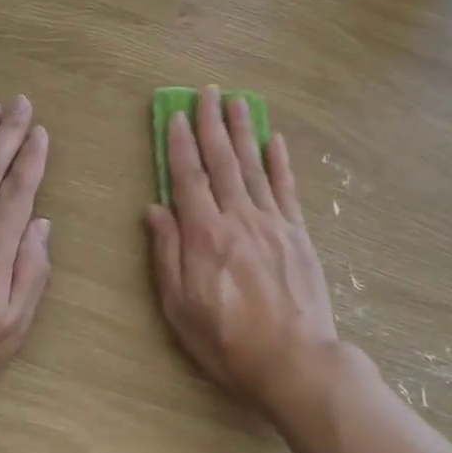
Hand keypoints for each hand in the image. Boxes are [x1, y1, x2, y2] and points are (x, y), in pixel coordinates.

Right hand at [146, 86, 339, 412]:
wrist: (295, 361)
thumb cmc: (228, 341)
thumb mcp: (180, 307)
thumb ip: (166, 254)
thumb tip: (154, 209)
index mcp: (205, 234)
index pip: (188, 177)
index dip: (181, 144)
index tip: (177, 115)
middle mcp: (238, 217)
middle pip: (222, 161)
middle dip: (213, 123)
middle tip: (207, 91)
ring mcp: (272, 222)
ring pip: (254, 166)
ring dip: (243, 131)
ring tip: (238, 101)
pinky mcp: (298, 234)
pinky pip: (287, 188)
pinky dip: (280, 162)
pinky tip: (275, 140)